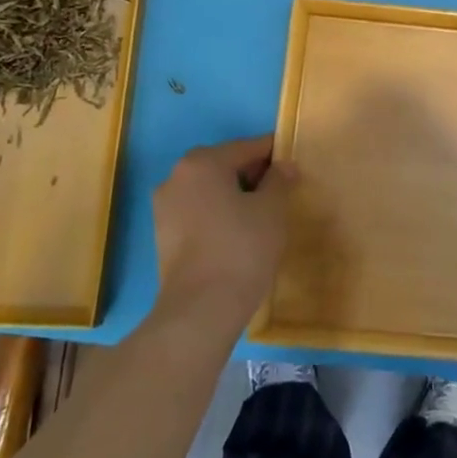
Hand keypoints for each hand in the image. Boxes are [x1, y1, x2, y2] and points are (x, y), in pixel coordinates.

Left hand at [152, 136, 294, 328]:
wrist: (201, 310)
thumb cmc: (242, 248)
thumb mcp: (272, 209)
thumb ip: (280, 180)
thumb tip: (284, 166)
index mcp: (202, 162)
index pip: (246, 147)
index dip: (274, 154)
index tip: (293, 166)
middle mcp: (176, 176)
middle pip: (224, 165)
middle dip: (252, 174)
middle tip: (280, 192)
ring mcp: (164, 207)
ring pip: (209, 189)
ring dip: (234, 195)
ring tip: (262, 215)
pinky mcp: (163, 235)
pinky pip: (198, 211)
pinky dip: (218, 214)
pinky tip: (239, 233)